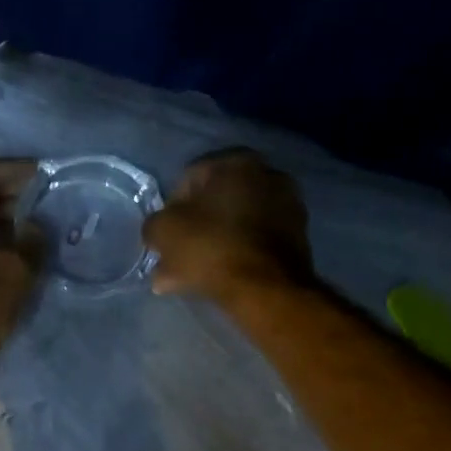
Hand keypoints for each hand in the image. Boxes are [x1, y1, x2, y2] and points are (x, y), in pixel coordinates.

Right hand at [143, 149, 313, 302]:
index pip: (188, 178)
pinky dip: (232, 256)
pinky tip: (211, 280)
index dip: (169, 208)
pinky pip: (252, 242)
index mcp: (236, 161)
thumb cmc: (211, 246)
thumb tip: (157, 232)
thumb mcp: (163, 231)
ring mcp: (287, 206)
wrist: (266, 288)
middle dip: (191, 230)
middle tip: (173, 256)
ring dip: (209, 247)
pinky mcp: (297, 238)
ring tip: (185, 277)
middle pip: (213, 204)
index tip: (162, 235)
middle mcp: (267, 175)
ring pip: (232, 226)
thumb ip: (153, 224)